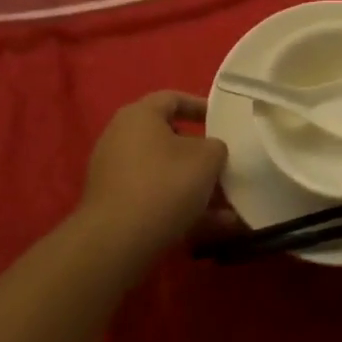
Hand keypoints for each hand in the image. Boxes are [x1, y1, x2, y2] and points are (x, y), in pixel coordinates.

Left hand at [81, 93, 228, 264]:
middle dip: (200, 155)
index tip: (222, 121)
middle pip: (168, 139)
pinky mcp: (113, 206)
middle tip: (224, 166)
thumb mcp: (206, 159)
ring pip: (164, 174)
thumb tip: (211, 151)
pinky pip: (154, 199)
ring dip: (195, 188)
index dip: (200, 106)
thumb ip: (216, 147)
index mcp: (139, 115)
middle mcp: (121, 137)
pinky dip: (180, 208)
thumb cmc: (164, 185)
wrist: (115, 243)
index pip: (173, 99)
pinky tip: (210, 228)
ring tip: (227, 208)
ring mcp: (114, 173)